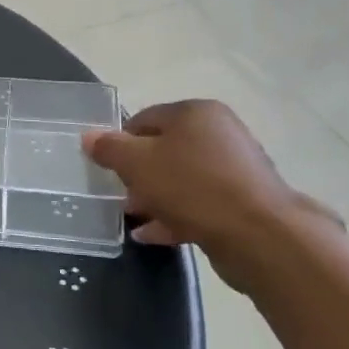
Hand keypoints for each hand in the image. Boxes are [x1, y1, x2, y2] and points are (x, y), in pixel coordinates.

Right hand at [82, 100, 340, 291]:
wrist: (260, 235)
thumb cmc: (191, 186)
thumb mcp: (137, 164)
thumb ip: (109, 148)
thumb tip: (88, 136)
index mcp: (195, 113)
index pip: (144, 119)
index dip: (120, 142)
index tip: (106, 168)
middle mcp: (220, 133)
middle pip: (165, 149)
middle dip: (138, 173)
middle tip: (120, 195)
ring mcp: (236, 169)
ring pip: (182, 178)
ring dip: (155, 197)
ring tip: (134, 217)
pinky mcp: (245, 202)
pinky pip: (200, 203)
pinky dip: (176, 215)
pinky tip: (153, 235)